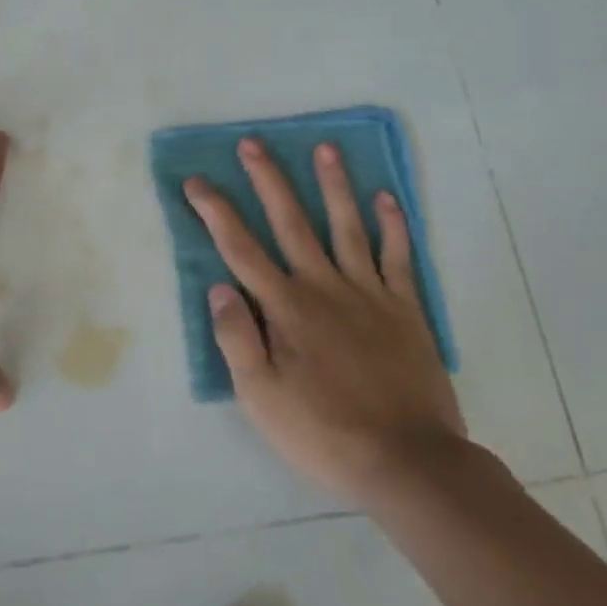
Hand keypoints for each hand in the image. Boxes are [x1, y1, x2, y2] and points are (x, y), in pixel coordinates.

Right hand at [185, 137, 464, 507]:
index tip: (197, 182)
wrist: (409, 462)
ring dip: (334, 185)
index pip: (241, 249)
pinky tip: (387, 198)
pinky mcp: (406, 309)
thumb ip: (236, 338)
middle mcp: (323, 287)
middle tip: (253, 143)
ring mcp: (369, 294)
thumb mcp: (261, 398)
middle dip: (268, 180)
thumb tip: (218, 287)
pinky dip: (393, 226)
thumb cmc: (324, 432)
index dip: (215, 212)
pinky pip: (398, 258)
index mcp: (285, 308)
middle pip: (291, 222)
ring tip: (326, 148)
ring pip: (347, 227)